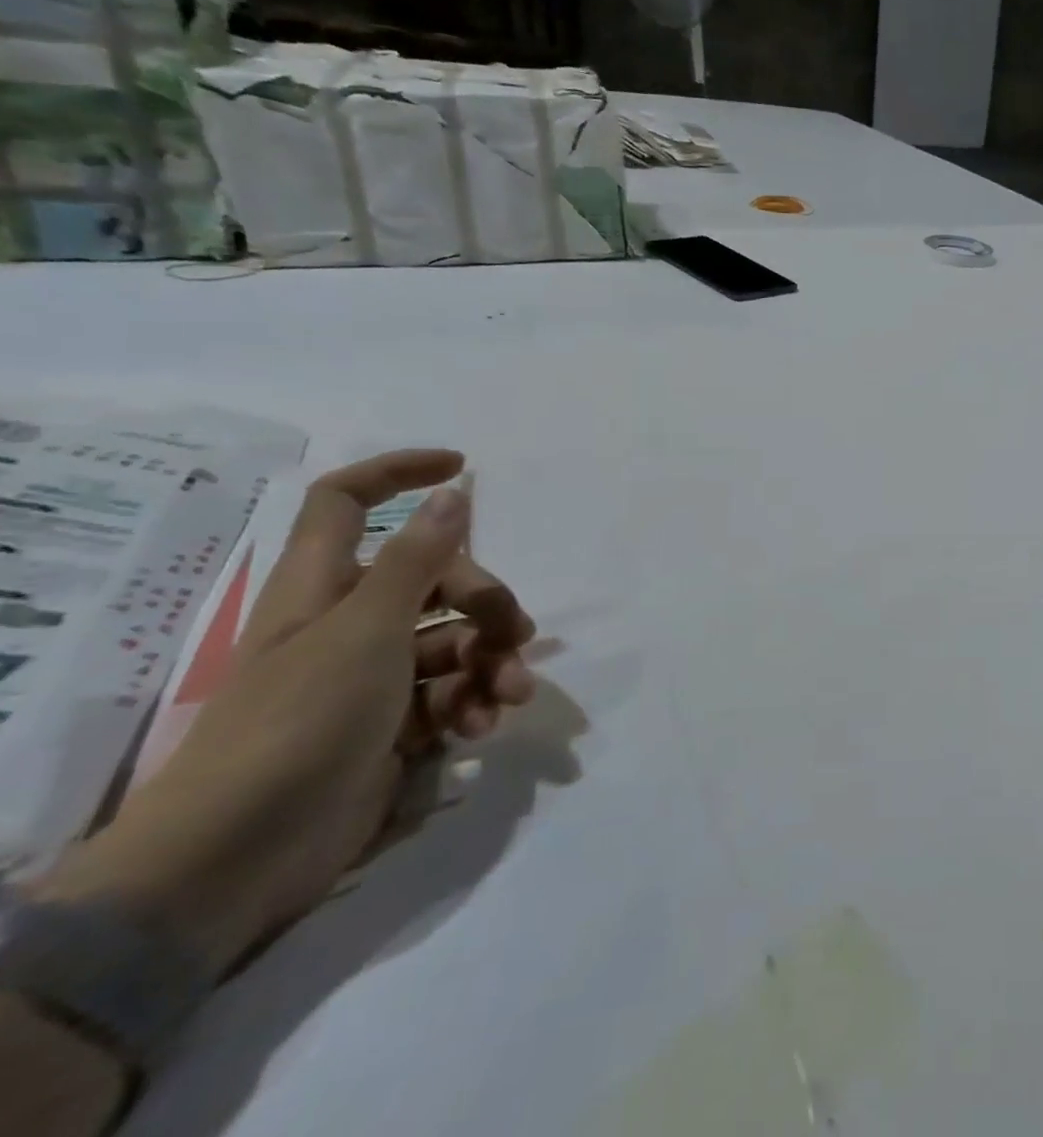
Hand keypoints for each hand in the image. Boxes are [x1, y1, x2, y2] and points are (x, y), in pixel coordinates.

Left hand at [37, 450, 536, 972]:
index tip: (462, 470)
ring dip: (492, 662)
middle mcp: (349, 622)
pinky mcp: (393, 724)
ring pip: (455, 640)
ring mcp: (372, 676)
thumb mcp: (368, 629)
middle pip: (436, 578)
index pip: (347, 501)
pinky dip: (473, 703)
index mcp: (325, 586)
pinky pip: (450, 692)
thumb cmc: (301, 721)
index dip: (398, 473)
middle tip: (517, 634)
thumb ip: (417, 558)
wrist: (241, 856)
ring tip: (508, 696)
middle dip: (488, 602)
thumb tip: (453, 492)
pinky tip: (481, 727)